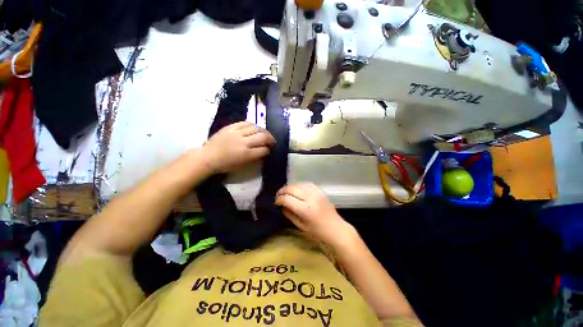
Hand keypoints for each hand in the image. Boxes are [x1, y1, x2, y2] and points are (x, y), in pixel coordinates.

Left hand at [202, 122, 274, 172]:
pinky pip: (245, 122)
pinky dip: (252, 125)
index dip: (268, 150)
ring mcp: (237, 133)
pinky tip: (255, 127)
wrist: (208, 157)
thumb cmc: (225, 165)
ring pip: (256, 127)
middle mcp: (243, 142)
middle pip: (263, 137)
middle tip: (272, 141)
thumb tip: (264, 152)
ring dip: (263, 131)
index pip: (263, 150)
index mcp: (246, 154)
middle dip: (270, 139)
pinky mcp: (231, 127)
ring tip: (265, 134)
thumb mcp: (242, 165)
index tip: (269, 150)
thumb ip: (255, 158)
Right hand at [275, 183, 356, 247]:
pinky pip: (306, 184)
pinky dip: (299, 186)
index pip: (287, 199)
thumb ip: (290, 214)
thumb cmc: (318, 231)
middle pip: (292, 188)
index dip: (279, 200)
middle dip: (282, 191)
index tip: (276, 202)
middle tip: (278, 196)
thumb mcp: (301, 226)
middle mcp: (310, 198)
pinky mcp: (320, 191)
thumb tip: (282, 206)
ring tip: (286, 192)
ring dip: (290, 187)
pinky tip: (297, 190)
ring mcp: (316, 193)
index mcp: (305, 209)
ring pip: (298, 184)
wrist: (336, 228)